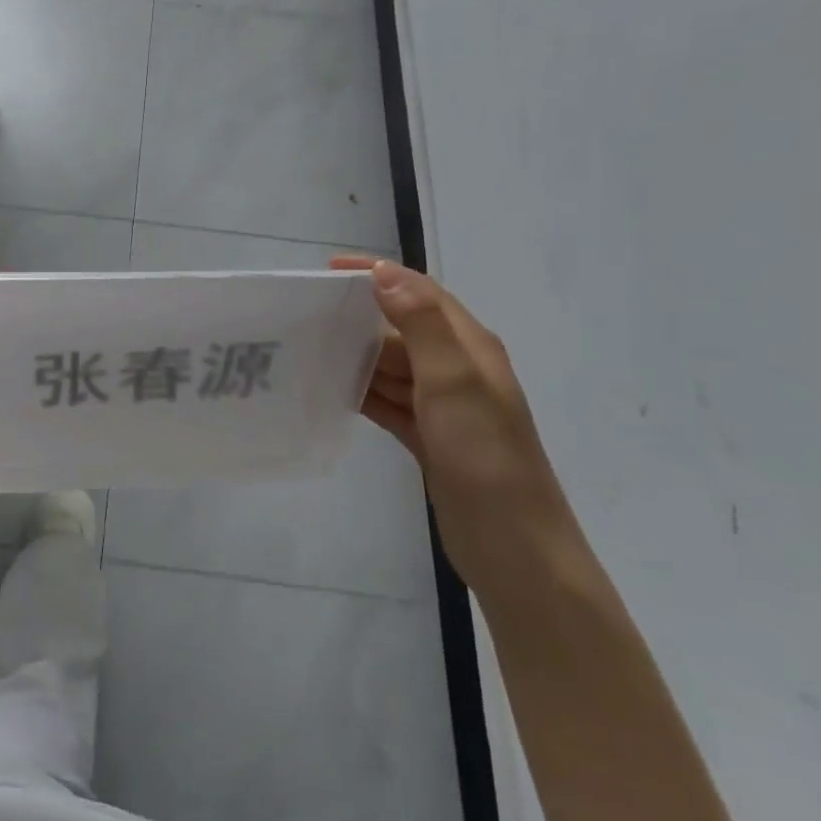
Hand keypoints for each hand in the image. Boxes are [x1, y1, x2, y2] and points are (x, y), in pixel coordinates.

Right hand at [332, 256, 586, 605]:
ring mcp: (443, 407)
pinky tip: (329, 390)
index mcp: (469, 348)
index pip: (421, 293)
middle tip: (306, 315)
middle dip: (359, 317)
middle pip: (401, 329)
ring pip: (391, 366)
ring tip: (307, 348)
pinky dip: (362, 391)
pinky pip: (388, 400)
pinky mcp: (428, 437)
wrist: (514, 550)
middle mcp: (457, 370)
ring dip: (355, 355)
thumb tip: (384, 273)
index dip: (379, 275)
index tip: (330, 270)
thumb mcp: (454, 385)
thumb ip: (421, 325)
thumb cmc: (486, 460)